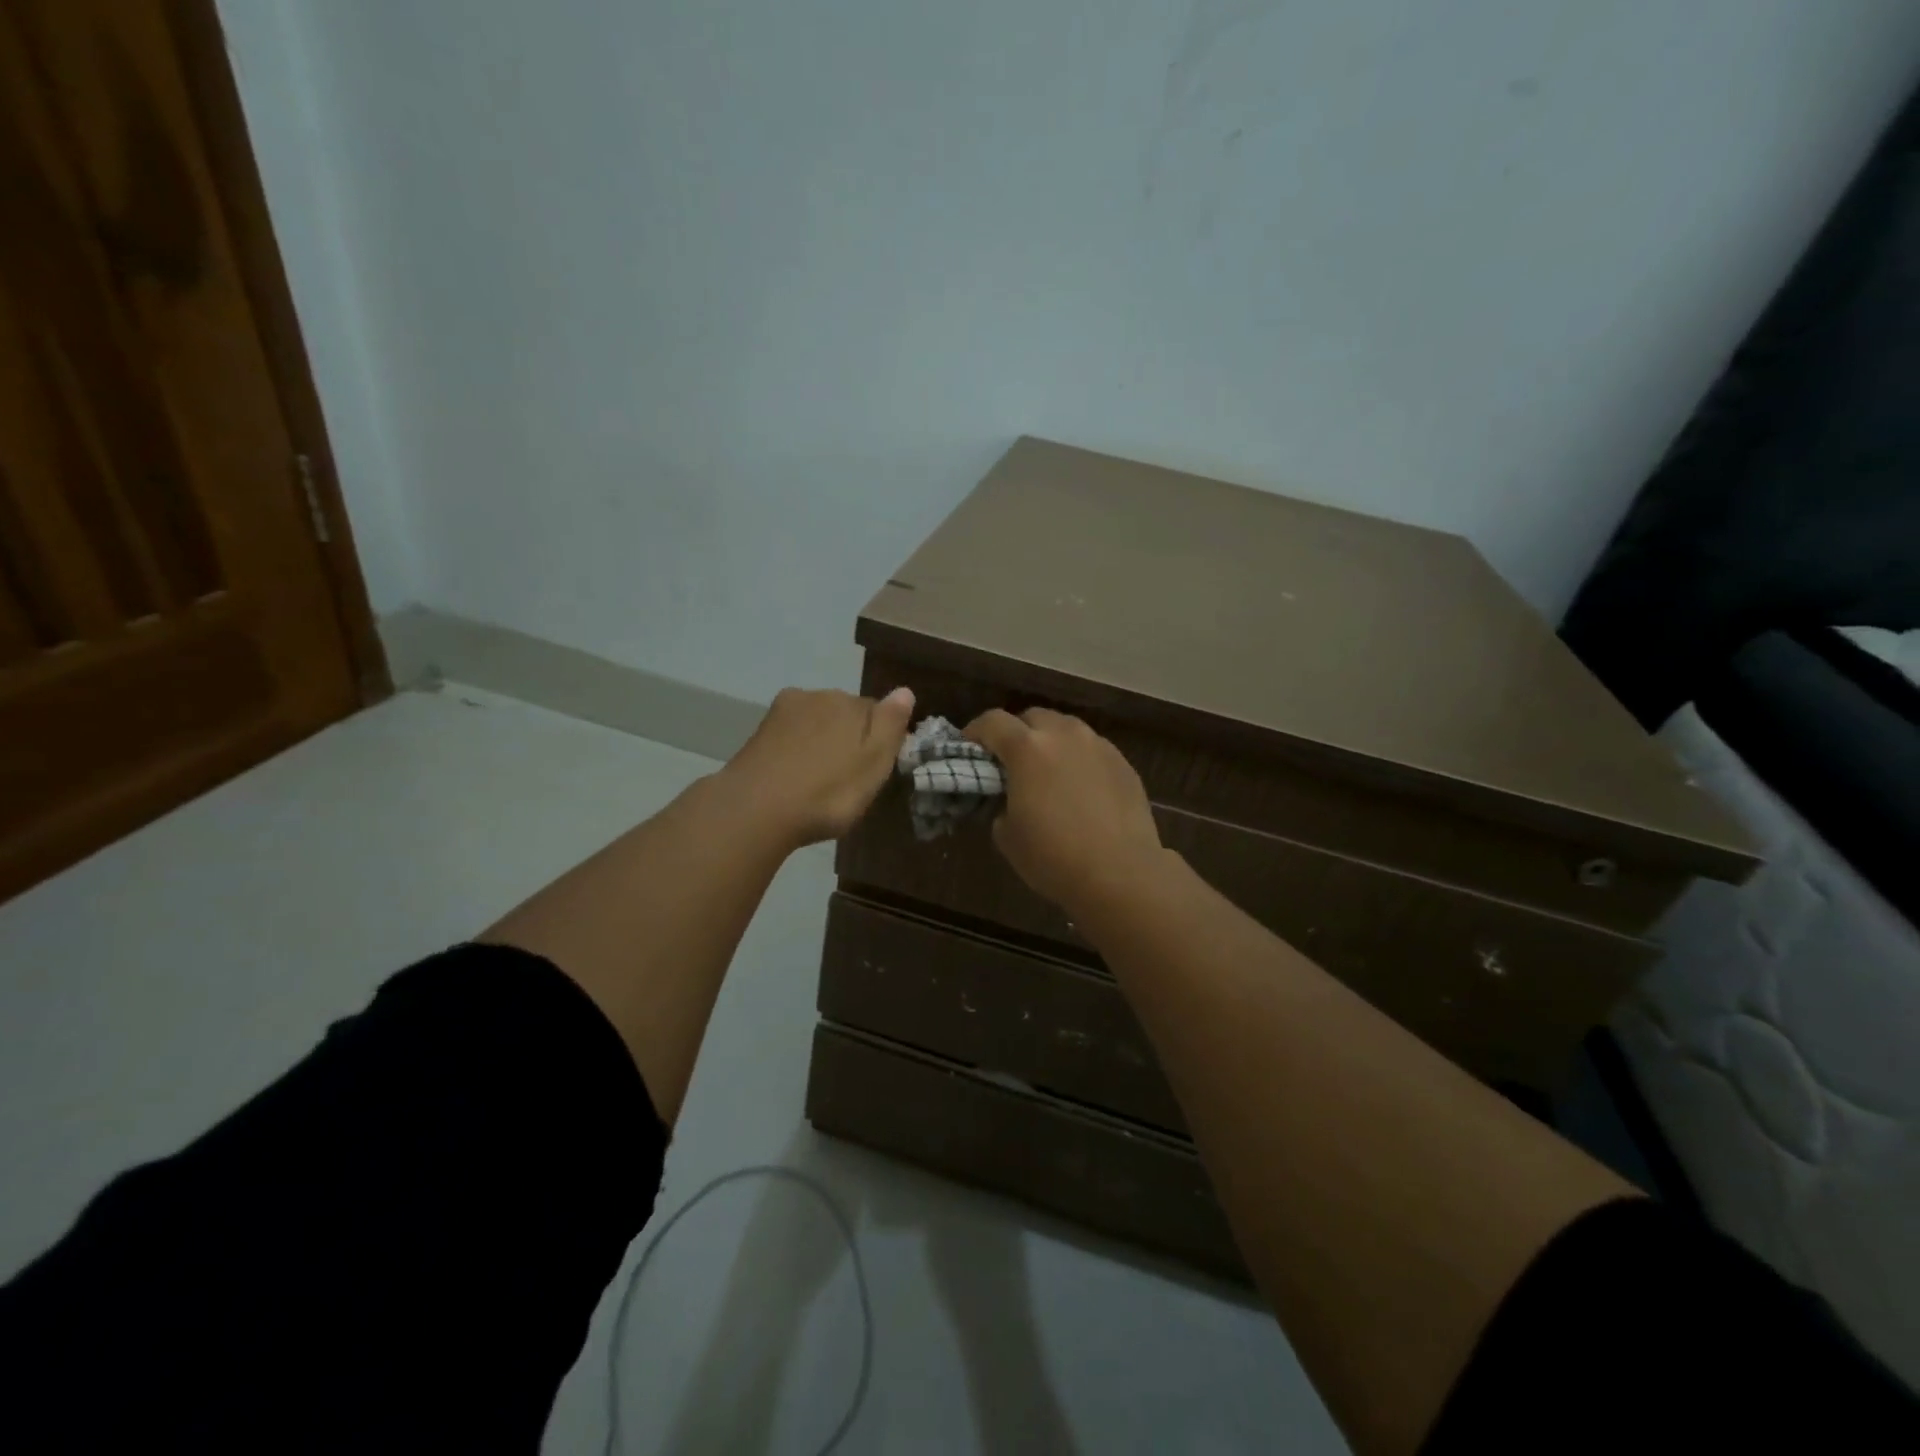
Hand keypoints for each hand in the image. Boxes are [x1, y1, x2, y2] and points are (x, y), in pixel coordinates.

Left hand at [721, 686, 915, 847]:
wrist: (755, 810)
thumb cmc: (828, 792)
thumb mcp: (874, 763)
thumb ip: (891, 724)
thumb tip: (905, 690)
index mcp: (850, 702)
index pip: (877, 712)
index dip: (879, 740)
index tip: (874, 769)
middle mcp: (816, 696)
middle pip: (844, 713)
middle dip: (848, 737)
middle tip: (847, 778)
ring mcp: (783, 712)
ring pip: (815, 723)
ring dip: (820, 743)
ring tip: (818, 780)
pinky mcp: (759, 732)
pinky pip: (790, 736)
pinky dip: (796, 750)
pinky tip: (793, 775)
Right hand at [965, 707, 1167, 915]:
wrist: (1120, 874)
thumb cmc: (1053, 857)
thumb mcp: (1006, 835)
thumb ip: (1001, 804)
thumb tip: (1009, 799)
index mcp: (1027, 748)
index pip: (992, 721)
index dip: (975, 732)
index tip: (971, 749)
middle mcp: (1064, 734)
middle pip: (1032, 717)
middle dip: (1017, 733)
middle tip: (1011, 762)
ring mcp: (1098, 745)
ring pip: (1066, 728)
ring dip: (1050, 742)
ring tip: (1048, 772)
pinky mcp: (1123, 763)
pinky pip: (1092, 749)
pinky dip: (1078, 759)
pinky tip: (1080, 788)